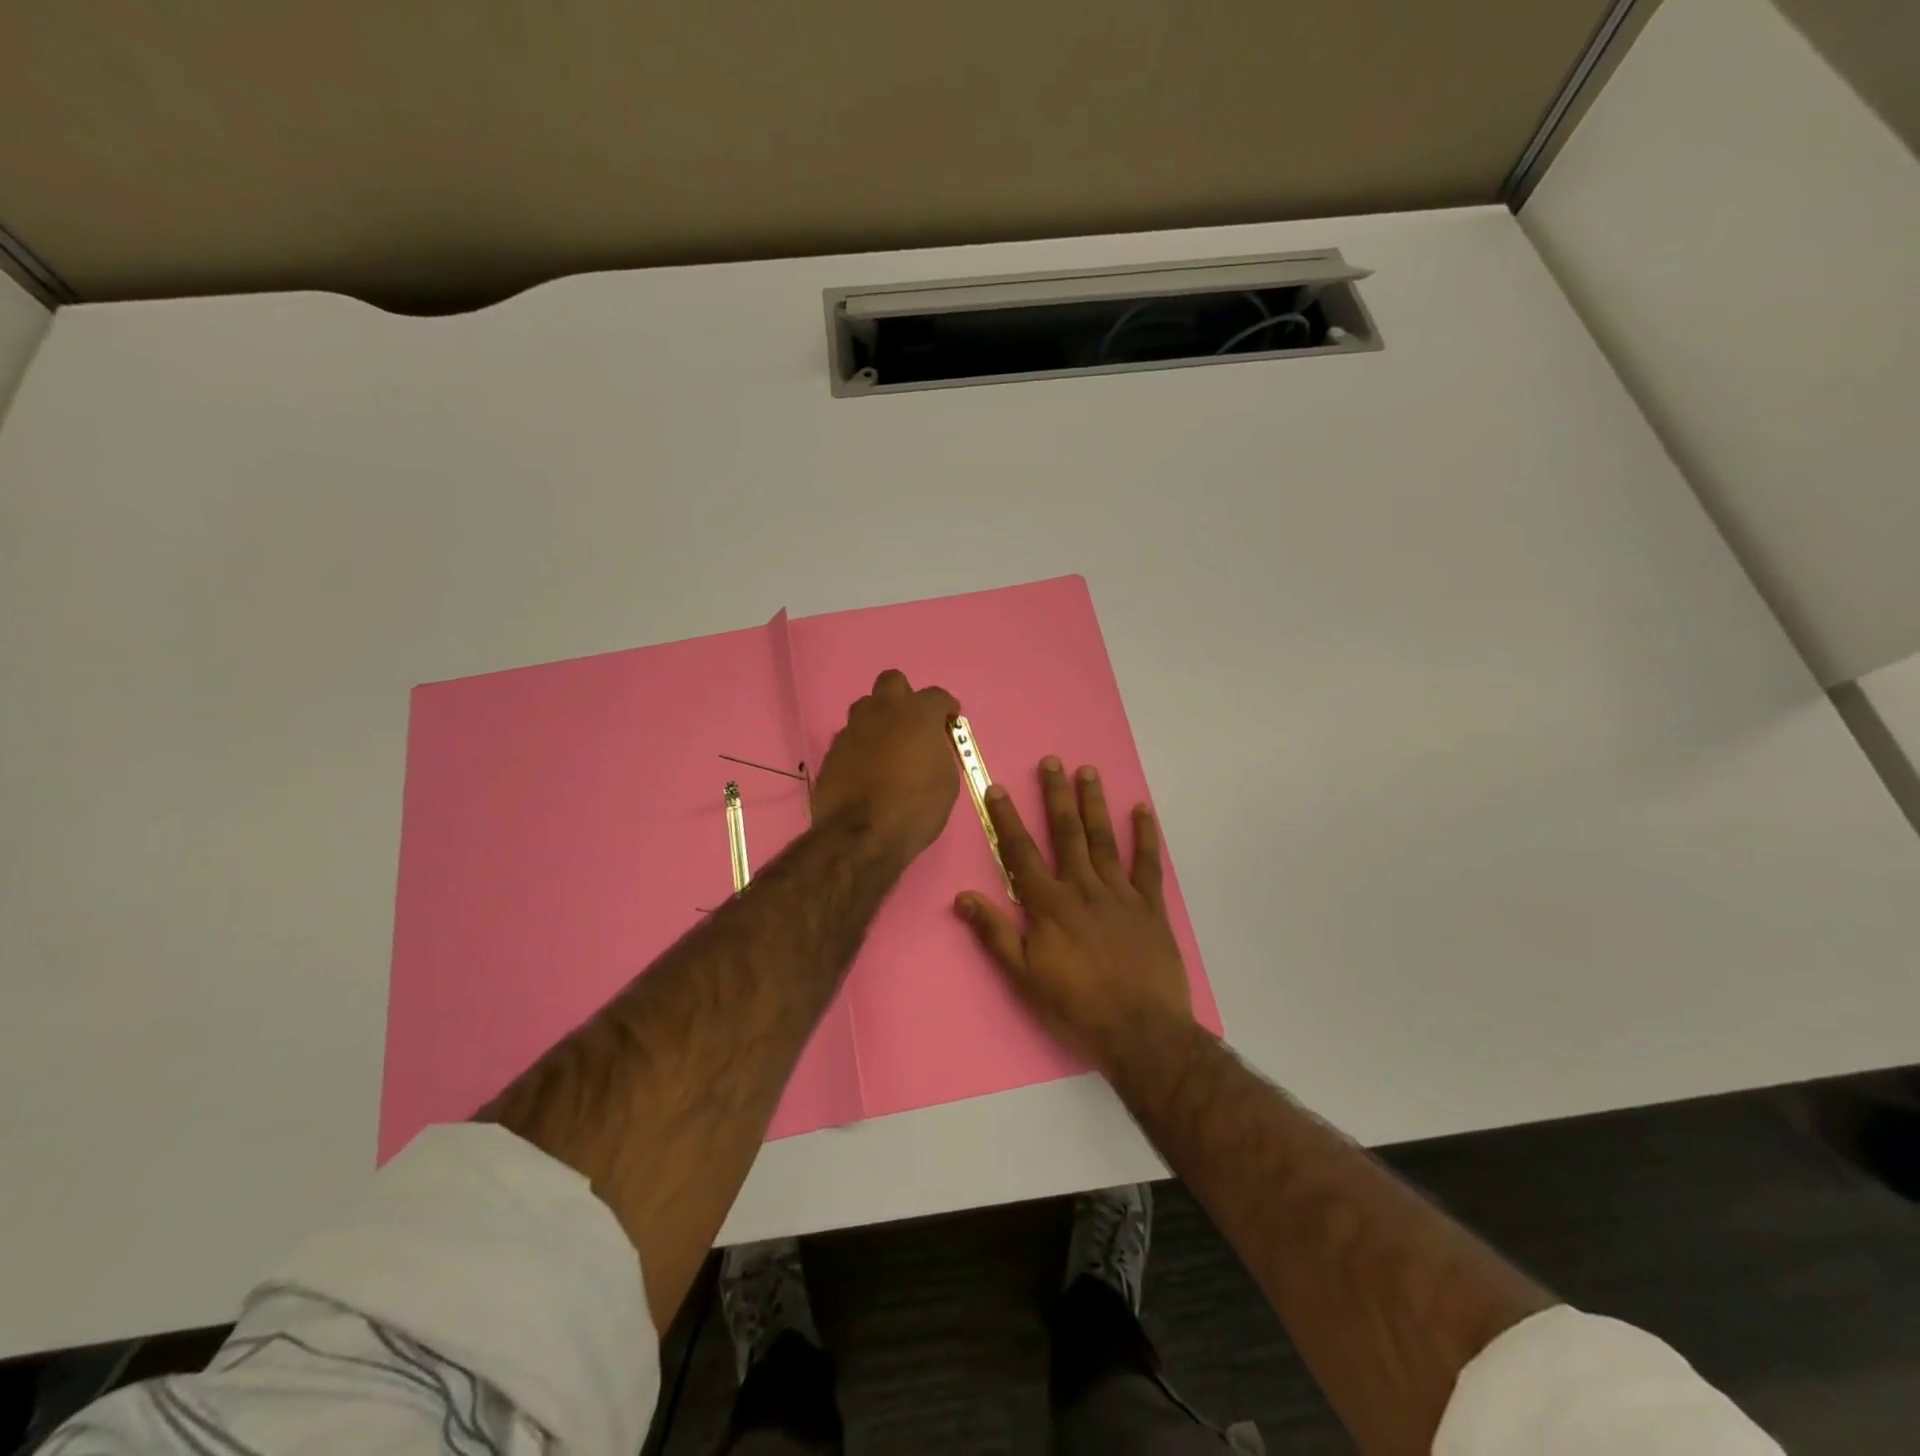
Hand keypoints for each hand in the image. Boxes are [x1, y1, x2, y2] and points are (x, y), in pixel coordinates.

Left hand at [811, 669, 961, 863]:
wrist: (860, 836)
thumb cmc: (915, 809)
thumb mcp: (946, 782)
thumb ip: (939, 753)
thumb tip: (930, 748)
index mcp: (917, 715)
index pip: (937, 695)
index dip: (946, 708)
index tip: (950, 722)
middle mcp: (882, 712)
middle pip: (892, 682)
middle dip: (906, 696)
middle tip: (914, 723)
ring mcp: (853, 730)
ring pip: (866, 707)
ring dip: (879, 718)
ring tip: (888, 745)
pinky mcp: (832, 751)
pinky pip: (851, 736)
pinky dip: (862, 745)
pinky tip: (868, 768)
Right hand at [954, 757, 1195, 1076]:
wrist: (1140, 1031)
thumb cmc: (1076, 1006)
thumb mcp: (1024, 976)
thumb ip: (994, 934)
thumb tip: (963, 897)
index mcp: (1049, 905)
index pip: (1021, 853)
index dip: (1007, 819)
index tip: (998, 788)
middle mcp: (1083, 888)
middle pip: (1066, 833)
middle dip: (1056, 796)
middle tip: (1052, 761)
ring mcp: (1120, 894)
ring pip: (1104, 839)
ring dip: (1094, 803)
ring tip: (1088, 771)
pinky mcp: (1150, 906)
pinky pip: (1148, 863)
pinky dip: (1145, 836)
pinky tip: (1142, 811)